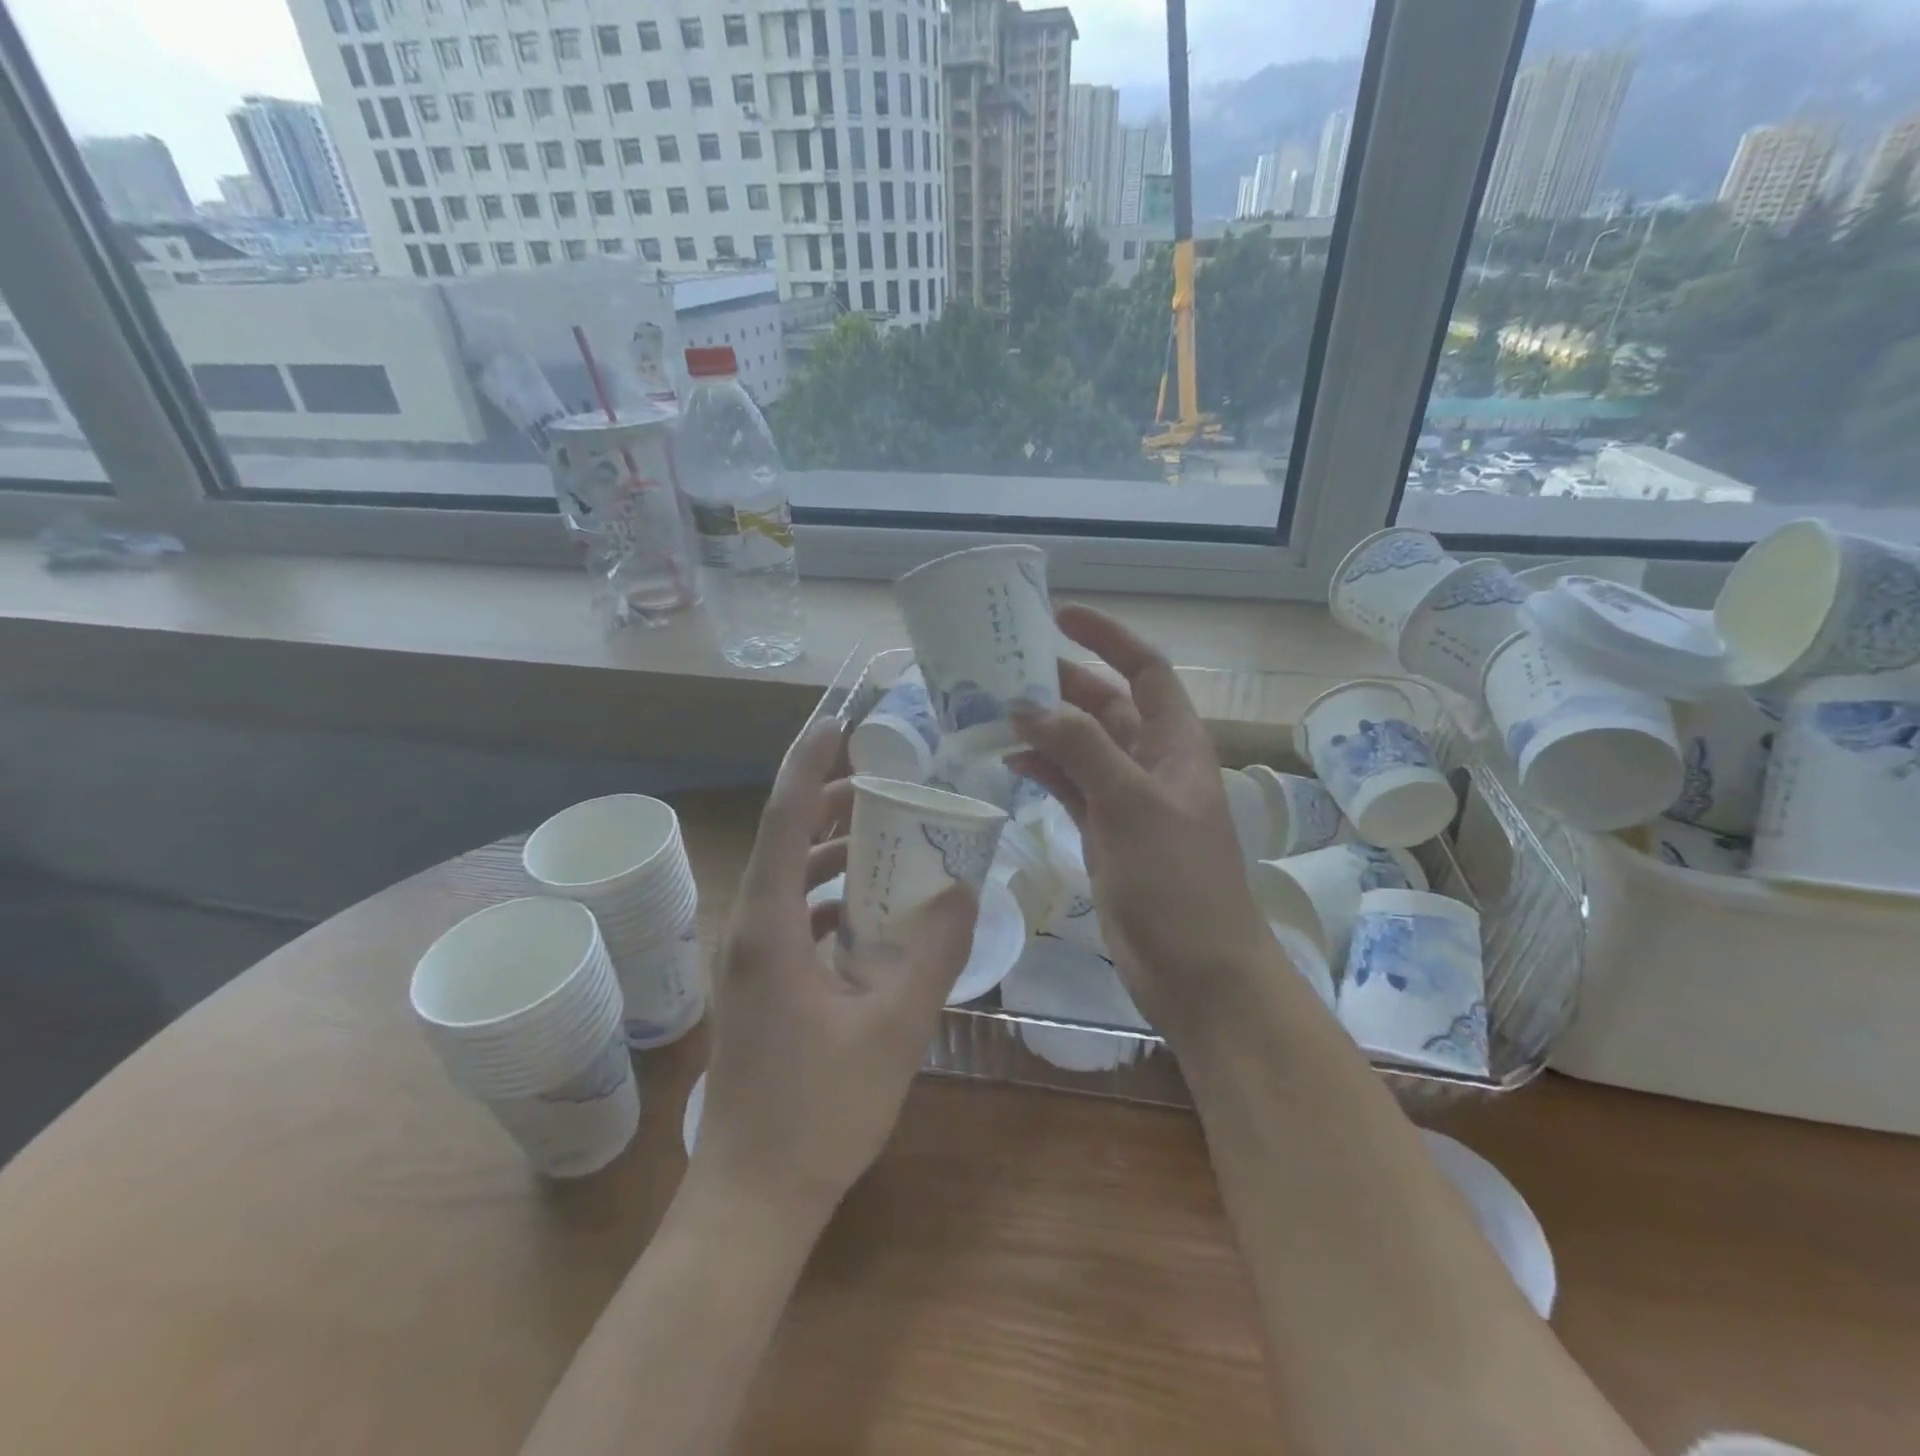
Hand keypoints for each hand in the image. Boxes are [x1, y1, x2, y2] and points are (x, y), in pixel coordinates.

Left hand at [694, 719, 976, 1220]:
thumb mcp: (893, 1028)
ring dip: (831, 853)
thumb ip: (932, 953)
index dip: (808, 766)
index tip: (836, 725)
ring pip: (789, 882)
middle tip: (885, 785)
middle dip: (830, 805)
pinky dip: (830, 898)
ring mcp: (751, 963)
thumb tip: (962, 886)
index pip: (785, 822)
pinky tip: (870, 912)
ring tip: (884, 838)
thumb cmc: (819, 1113)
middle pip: (785, 843)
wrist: (754, 1200)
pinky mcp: (761, 989)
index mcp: (769, 928)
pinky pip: (794, 919)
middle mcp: (750, 932)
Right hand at [1010, 606, 1277, 1045]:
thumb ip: (1081, 749)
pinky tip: (1008, 761)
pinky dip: (1042, 772)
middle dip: (1061, 683)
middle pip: (1105, 705)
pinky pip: (1069, 787)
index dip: (1107, 637)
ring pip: (1081, 747)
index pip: (1145, 669)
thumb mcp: (1132, 804)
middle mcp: (1151, 763)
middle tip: (1003, 666)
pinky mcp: (1104, 834)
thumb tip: (1027, 706)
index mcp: (1175, 743)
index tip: (1059, 616)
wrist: (1196, 970)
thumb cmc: (1178, 880)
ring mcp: (1126, 800)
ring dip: (1044, 729)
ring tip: (992, 710)